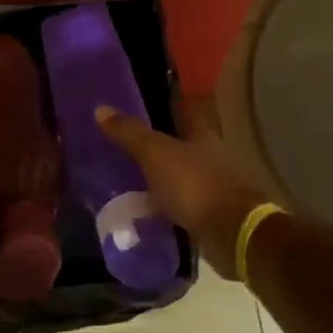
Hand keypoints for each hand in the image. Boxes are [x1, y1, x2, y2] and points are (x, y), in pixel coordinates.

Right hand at [94, 101, 271, 278]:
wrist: (232, 233)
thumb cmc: (195, 184)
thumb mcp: (156, 155)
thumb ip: (131, 133)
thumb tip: (100, 108)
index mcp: (202, 134)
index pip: (183, 110)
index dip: (164, 102)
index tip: (141, 99)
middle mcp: (210, 156)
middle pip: (181, 142)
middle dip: (157, 142)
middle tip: (124, 141)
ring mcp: (212, 186)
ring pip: (180, 174)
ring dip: (159, 176)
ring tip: (127, 177)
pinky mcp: (209, 215)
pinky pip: (180, 204)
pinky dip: (164, 205)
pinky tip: (144, 210)